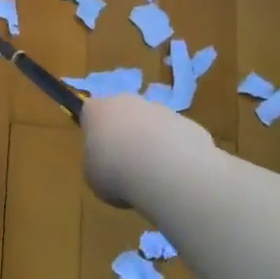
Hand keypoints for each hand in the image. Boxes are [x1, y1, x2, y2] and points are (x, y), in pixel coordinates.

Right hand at [82, 93, 213, 208]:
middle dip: (125, 133)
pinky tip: (175, 175)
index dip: (94, 132)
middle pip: (124, 113)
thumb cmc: (116, 172)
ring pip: (152, 124)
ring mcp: (161, 110)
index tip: (98, 152)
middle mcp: (128, 102)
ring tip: (153, 174)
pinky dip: (175, 153)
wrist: (167, 172)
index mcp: (97, 110)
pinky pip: (177, 138)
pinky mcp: (189, 124)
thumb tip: (109, 164)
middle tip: (126, 163)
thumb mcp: (92, 176)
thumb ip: (97, 163)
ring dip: (151, 143)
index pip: (90, 113)